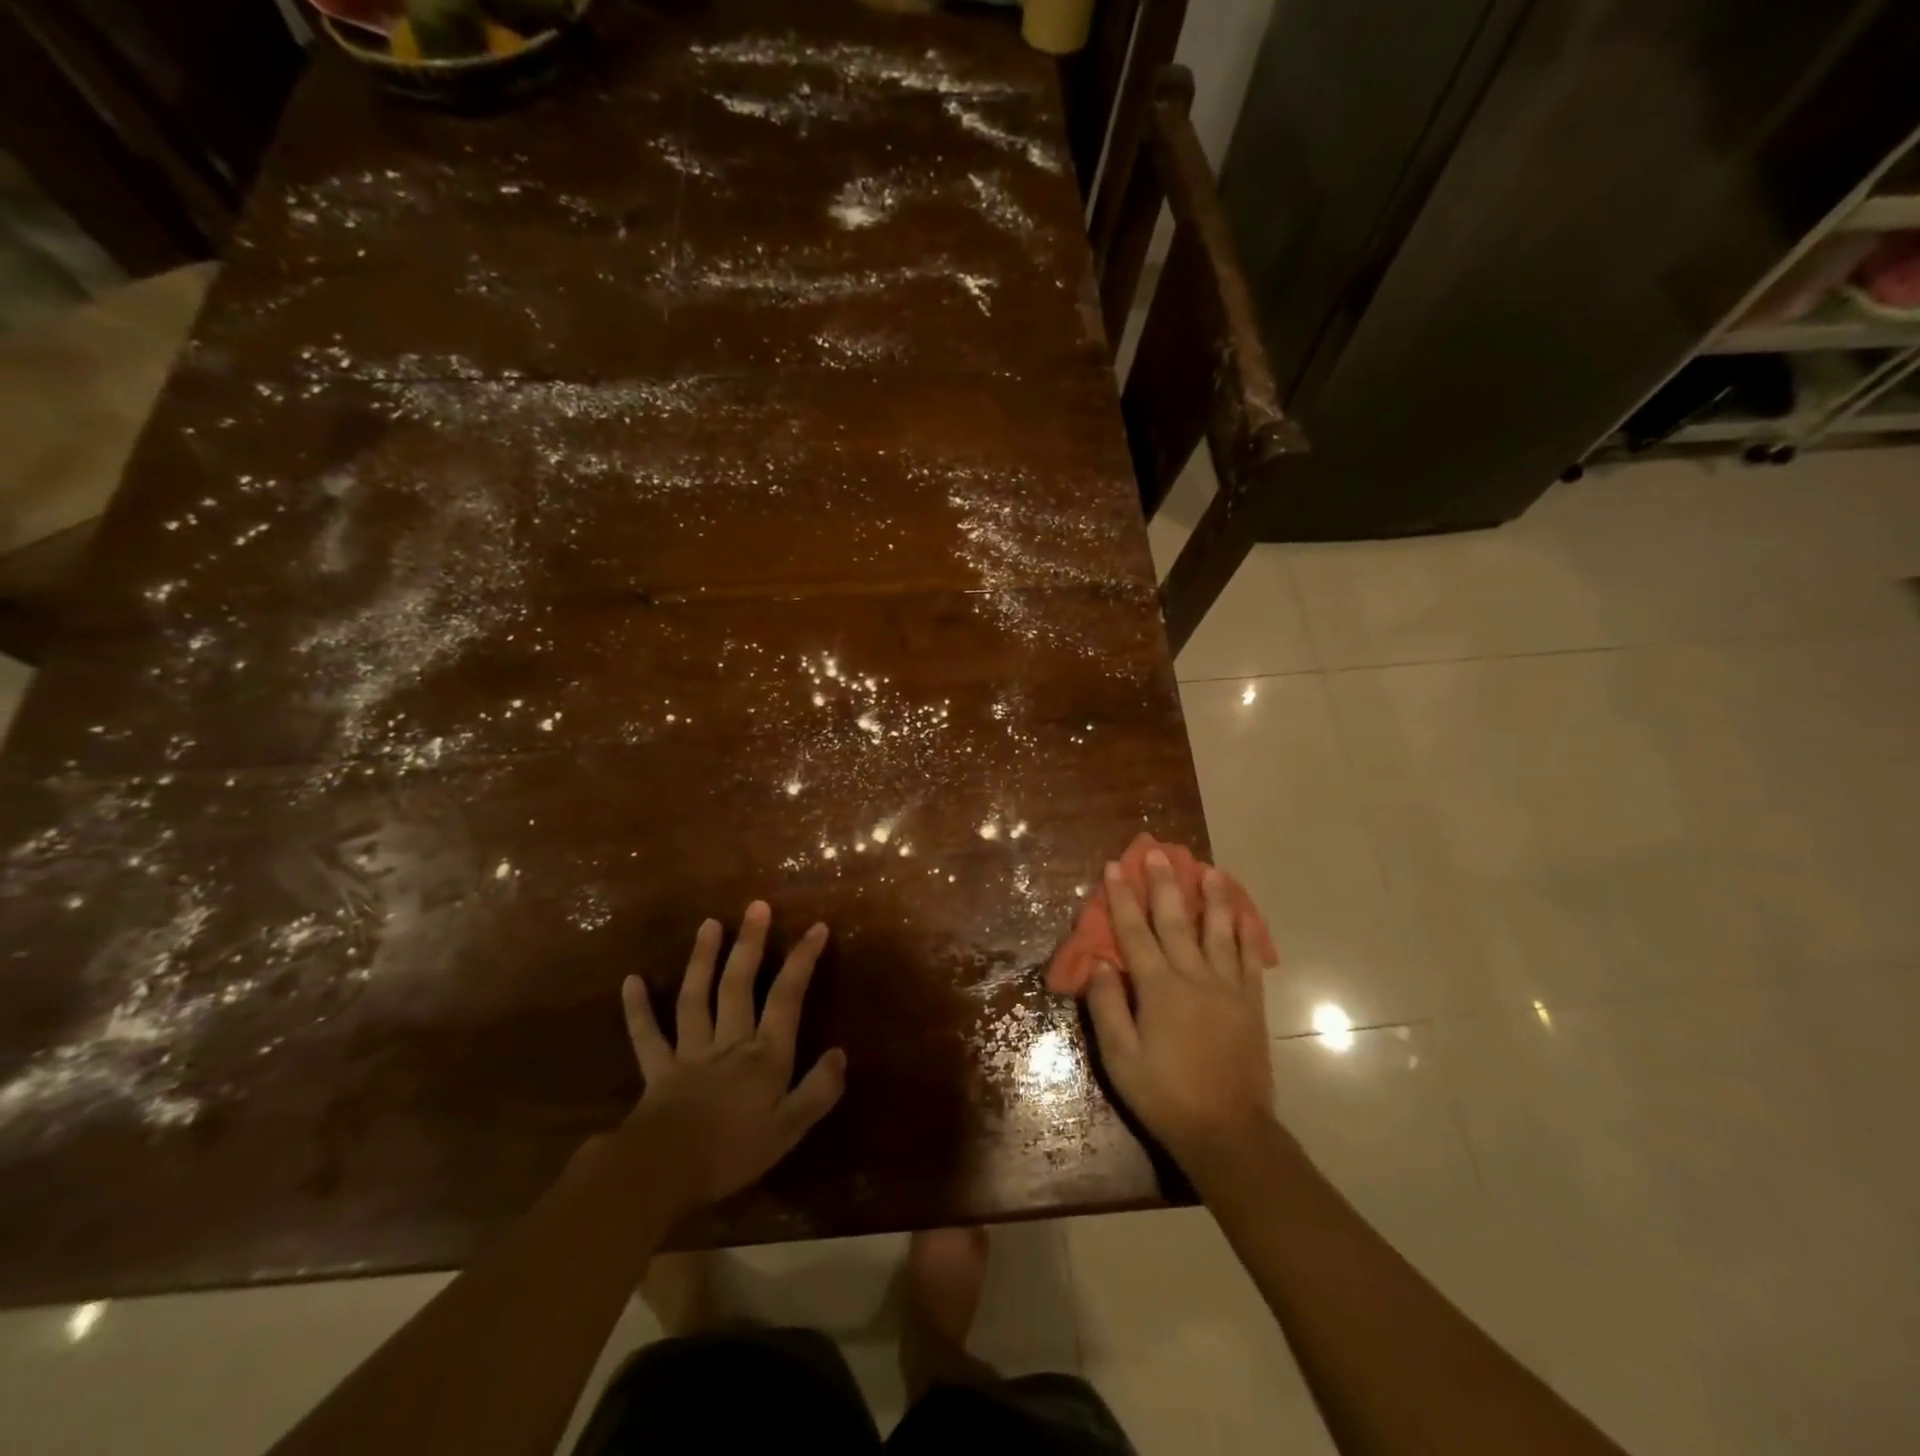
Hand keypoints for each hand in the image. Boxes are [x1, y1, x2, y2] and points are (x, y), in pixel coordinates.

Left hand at [620, 902, 846, 1217]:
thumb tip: (840, 1053)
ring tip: (709, 923)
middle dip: (750, 944)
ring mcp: (690, 1052)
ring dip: (703, 959)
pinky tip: (630, 981)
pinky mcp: (657, 1070)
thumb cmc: (732, 1153)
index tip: (816, 927)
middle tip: (757, 906)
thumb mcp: (789, 1129)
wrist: (662, 1175)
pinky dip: (638, 1009)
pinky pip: (647, 1036)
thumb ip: (818, 1090)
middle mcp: (729, 1042)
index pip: (787, 998)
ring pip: (696, 997)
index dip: (802, 961)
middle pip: (739, 985)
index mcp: (764, 1055)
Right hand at [1084, 851, 1275, 1174]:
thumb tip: (1101, 964)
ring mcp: (1227, 988)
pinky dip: (1246, 934)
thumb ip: (1108, 1007)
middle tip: (1158, 852)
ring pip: (1218, 931)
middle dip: (1164, 884)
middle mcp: (1193, 977)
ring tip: (1209, 869)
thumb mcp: (1121, 1057)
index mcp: (1158, 988)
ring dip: (1212, 898)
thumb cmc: (1164, 1094)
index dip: (1122, 899)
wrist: (1227, 1131)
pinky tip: (1244, 915)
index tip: (1114, 868)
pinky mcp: (1250, 1004)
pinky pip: (1249, 960)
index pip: (1134, 933)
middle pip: (1175, 921)